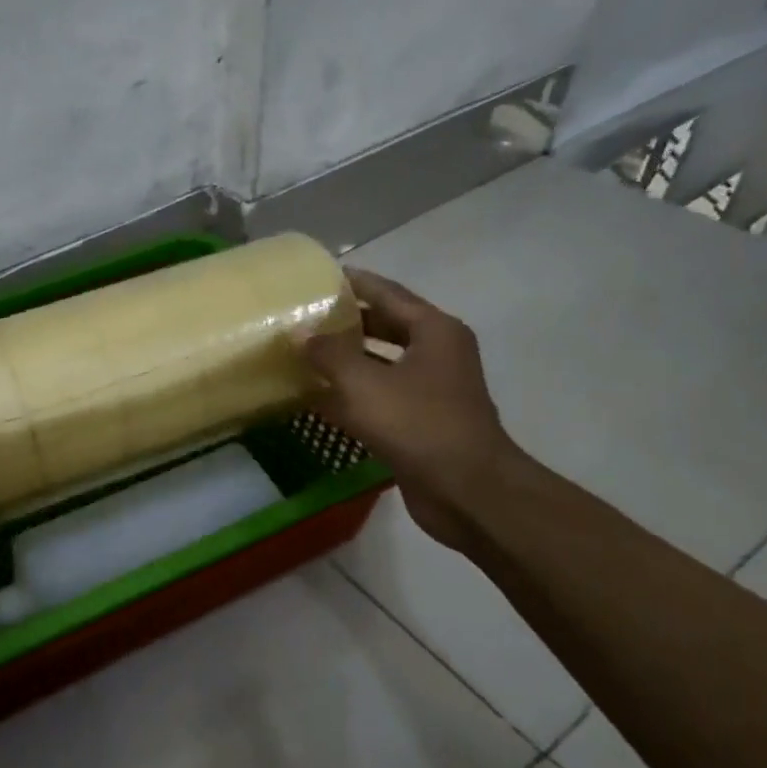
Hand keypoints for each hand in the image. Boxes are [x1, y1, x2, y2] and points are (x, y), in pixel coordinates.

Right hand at [300, 270, 517, 552]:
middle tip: (303, 315)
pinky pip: (378, 396)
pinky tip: (315, 397)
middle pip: (384, 326)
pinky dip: (350, 393)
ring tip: (302, 351)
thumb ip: (328, 354)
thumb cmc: (419, 425)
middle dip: (345, 322)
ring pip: (379, 363)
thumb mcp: (364, 384)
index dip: (353, 283)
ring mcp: (430, 389)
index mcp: (434, 331)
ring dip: (344, 360)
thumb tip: (300, 331)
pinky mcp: (419, 421)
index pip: (387, 293)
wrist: (467, 491)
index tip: (318, 276)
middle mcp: (436, 353)